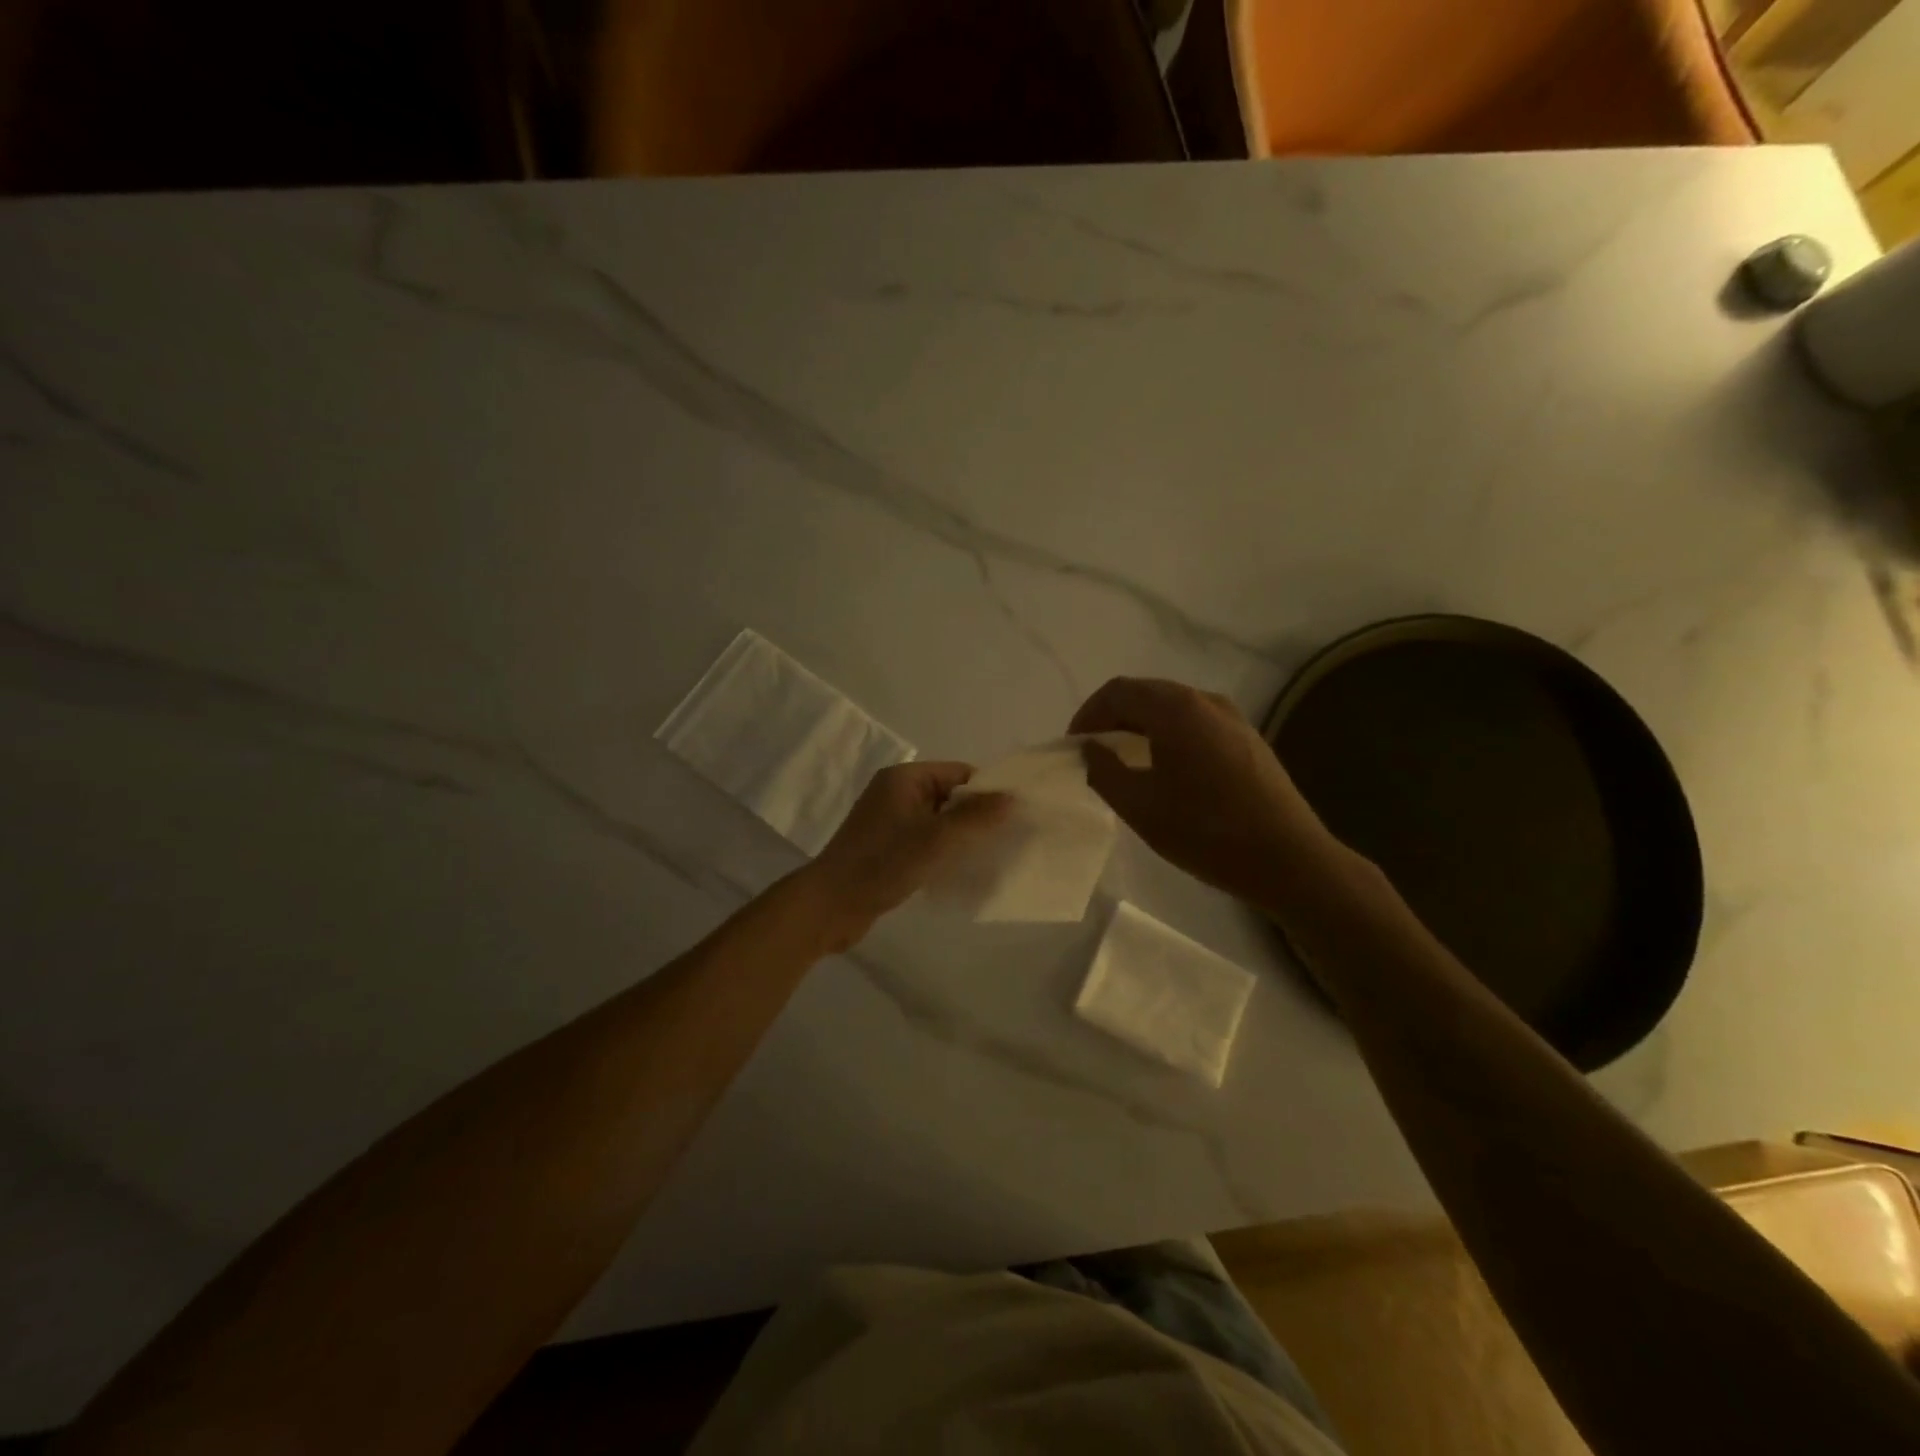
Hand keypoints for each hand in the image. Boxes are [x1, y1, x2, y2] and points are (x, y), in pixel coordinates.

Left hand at [800, 762, 1009, 948]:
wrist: (831, 905)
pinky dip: (943, 851)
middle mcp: (896, 792)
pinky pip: (925, 840)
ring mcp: (889, 820)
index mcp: (905, 778)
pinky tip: (960, 870)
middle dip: (977, 816)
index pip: (959, 773)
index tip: (1016, 816)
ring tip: (990, 856)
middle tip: (1009, 839)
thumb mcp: (937, 838)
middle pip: (950, 796)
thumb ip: (976, 817)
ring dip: (960, 836)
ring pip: (938, 821)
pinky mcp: (886, 846)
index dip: (988, 791)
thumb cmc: (884, 863)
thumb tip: (1012, 797)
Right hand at [1070, 677, 1339, 912]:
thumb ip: (1104, 771)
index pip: (1118, 691)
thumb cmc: (1205, 831)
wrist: (1289, 860)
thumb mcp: (1139, 806)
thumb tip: (1090, 749)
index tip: (1074, 746)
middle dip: (1113, 717)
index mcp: (1175, 709)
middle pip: (1146, 694)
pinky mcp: (1248, 739)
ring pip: (1173, 708)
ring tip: (1125, 760)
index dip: (1088, 714)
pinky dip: (1168, 735)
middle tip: (1094, 751)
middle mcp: (1206, 700)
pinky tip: (1166, 769)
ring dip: (1141, 726)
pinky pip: (1196, 724)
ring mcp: (1233, 718)